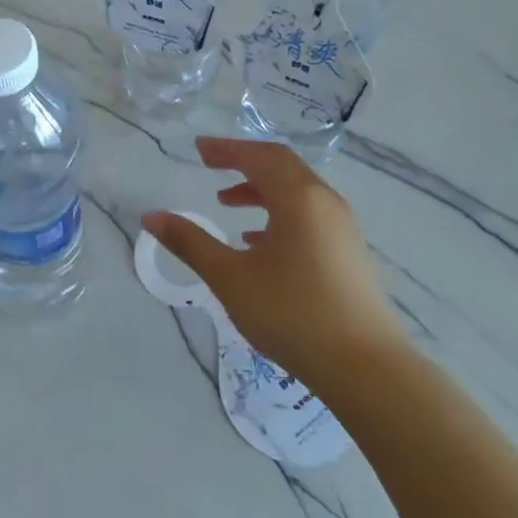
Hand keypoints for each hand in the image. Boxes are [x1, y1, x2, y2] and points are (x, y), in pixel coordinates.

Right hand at [143, 138, 408, 397]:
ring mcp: (341, 227)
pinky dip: (278, 213)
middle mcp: (324, 202)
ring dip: (260, 189)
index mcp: (298, 198)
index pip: (258, 156)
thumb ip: (190, 243)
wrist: (365, 368)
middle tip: (210, 166)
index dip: (226, 149)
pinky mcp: (348, 252)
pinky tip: (256, 241)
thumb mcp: (231, 278)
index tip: (198, 149)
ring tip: (226, 203)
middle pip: (281, 166)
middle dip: (243, 163)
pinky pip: (308, 215)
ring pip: (296, 192)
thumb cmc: (292, 313)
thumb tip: (152, 217)